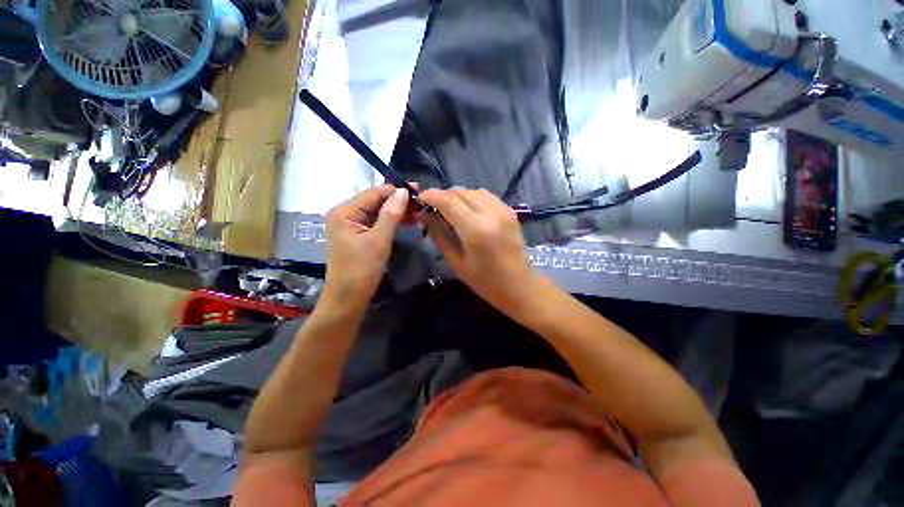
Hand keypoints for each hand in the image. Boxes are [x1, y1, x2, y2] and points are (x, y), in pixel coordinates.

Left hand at [323, 185, 410, 307]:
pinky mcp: (358, 235)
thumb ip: (391, 214)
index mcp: (345, 211)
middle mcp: (346, 214)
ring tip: (418, 212)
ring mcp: (351, 225)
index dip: (397, 190)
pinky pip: (377, 223)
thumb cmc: (361, 270)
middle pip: (376, 201)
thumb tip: (404, 191)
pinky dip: (391, 222)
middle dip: (398, 201)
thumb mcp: (379, 241)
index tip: (419, 191)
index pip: (374, 193)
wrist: (348, 299)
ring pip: (378, 212)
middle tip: (422, 204)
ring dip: (397, 211)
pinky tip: (406, 222)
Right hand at [418, 187, 545, 316]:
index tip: (419, 199)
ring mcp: (503, 209)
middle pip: (460, 191)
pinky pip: (486, 196)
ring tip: (450, 211)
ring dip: (458, 197)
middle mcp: (491, 213)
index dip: (430, 195)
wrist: (521, 286)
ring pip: (473, 190)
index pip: (448, 200)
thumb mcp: (457, 262)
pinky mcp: (510, 211)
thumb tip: (423, 214)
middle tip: (433, 209)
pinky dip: (473, 199)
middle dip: (443, 196)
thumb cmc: (486, 282)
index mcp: (475, 229)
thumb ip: (439, 234)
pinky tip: (469, 212)